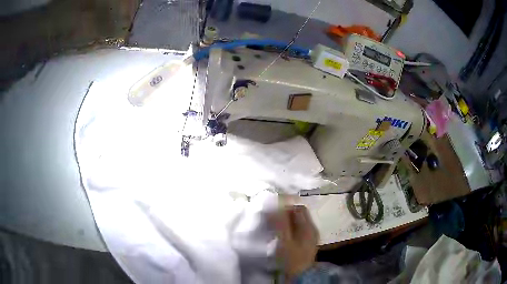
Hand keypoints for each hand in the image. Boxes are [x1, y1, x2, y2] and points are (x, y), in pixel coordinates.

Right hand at [270, 205, 318, 278]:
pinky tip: (282, 236)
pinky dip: (290, 229)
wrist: (300, 275)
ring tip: (276, 228)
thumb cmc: (292, 258)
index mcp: (308, 226)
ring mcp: (311, 236)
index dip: (286, 207)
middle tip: (273, 220)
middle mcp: (312, 228)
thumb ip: (281, 223)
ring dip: (287, 222)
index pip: (298, 208)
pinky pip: (299, 230)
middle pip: (299, 214)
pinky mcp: (307, 242)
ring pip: (299, 222)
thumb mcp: (284, 240)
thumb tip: (276, 208)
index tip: (274, 212)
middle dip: (286, 214)